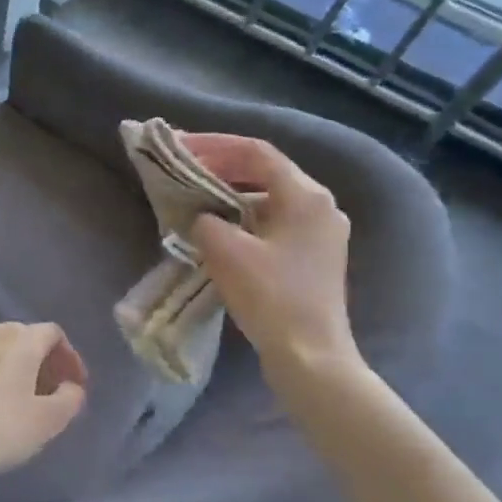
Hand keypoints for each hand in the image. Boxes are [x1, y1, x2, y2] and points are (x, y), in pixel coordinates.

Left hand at [0, 322, 87, 486]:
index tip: (75, 385)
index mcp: (18, 338)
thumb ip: (69, 398)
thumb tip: (70, 387)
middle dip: (40, 361)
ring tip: (16, 399)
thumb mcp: (47, 422)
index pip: (53, 333)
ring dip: (10, 368)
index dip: (69, 357)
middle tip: (48, 392)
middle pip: (22, 338)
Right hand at [181, 133, 360, 388]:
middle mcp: (321, 206)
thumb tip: (203, 217)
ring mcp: (322, 233)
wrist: (310, 356)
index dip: (214, 145)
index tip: (179, 146)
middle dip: (222, 167)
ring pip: (269, 199)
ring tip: (196, 198)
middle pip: (265, 172)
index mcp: (305, 195)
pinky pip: (275, 222)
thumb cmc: (270, 297)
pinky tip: (220, 230)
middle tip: (184, 168)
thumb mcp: (225, 251)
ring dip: (231, 194)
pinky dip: (244, 218)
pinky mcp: (315, 257)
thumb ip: (206, 221)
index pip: (255, 152)